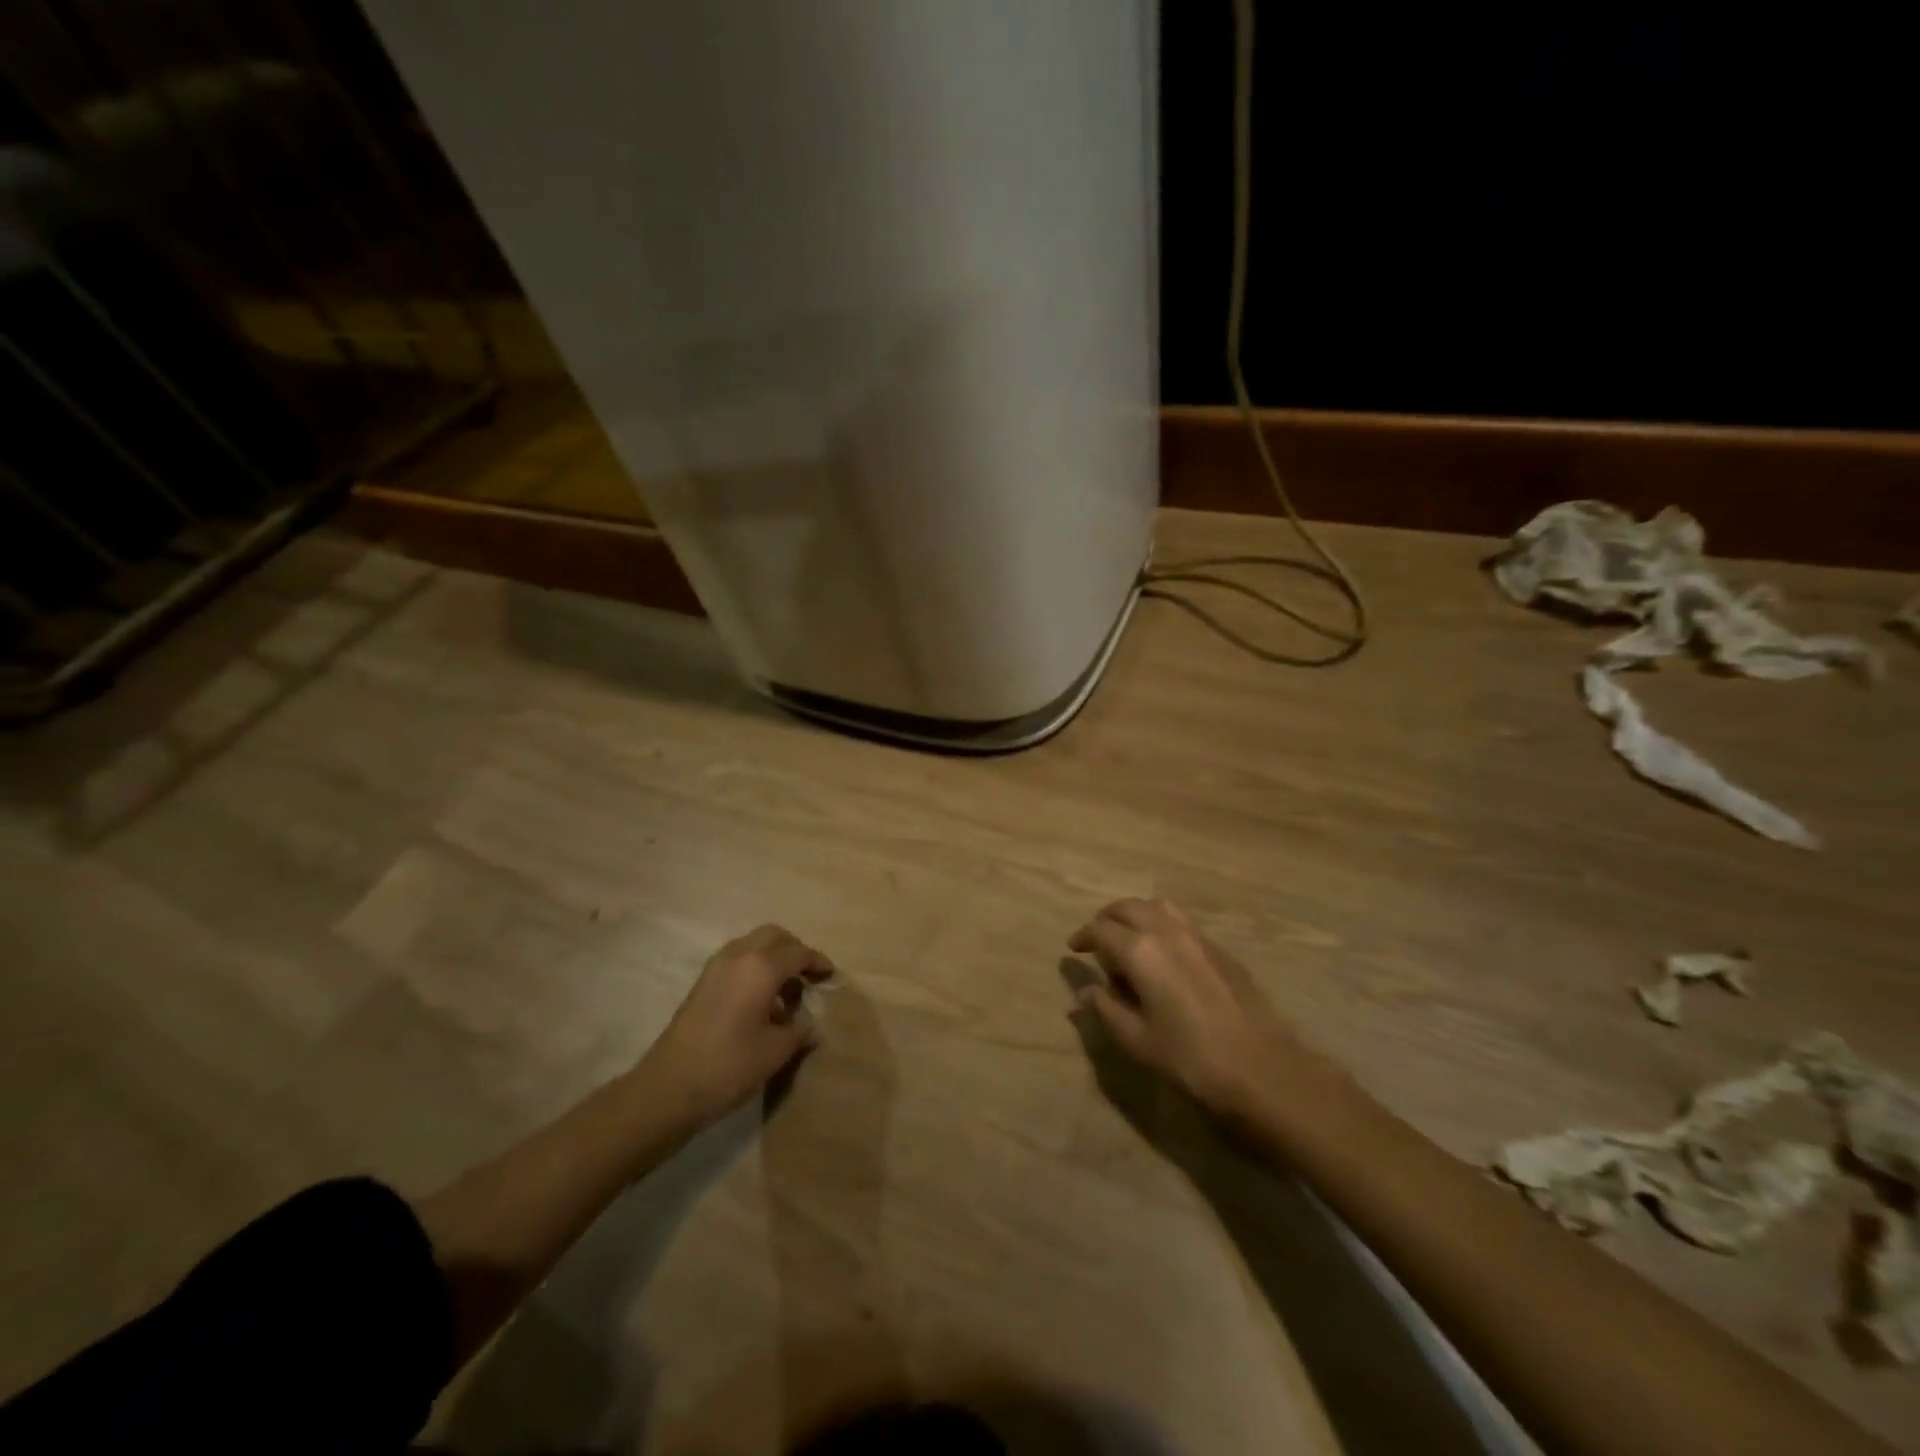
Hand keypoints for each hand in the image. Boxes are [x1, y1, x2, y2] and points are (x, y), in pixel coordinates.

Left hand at [636, 924, 834, 1129]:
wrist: (669, 1086)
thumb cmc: (730, 1065)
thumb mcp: (775, 1051)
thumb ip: (799, 1032)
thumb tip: (811, 1026)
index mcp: (762, 966)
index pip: (799, 953)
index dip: (818, 962)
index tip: (830, 976)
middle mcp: (739, 955)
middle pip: (775, 936)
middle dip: (795, 951)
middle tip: (808, 977)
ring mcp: (717, 966)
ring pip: (754, 944)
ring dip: (773, 958)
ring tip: (785, 993)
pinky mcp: (703, 981)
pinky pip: (738, 958)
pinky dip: (755, 967)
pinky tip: (760, 1001)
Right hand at [1069, 898, 1321, 1121]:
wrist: (1263, 1068)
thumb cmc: (1190, 1058)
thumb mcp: (1137, 1041)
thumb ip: (1106, 1009)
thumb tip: (1085, 991)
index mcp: (1140, 951)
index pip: (1101, 929)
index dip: (1083, 937)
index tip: (1073, 949)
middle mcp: (1167, 932)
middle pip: (1128, 907)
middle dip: (1107, 918)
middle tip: (1097, 939)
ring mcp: (1198, 937)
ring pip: (1157, 907)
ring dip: (1136, 915)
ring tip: (1129, 939)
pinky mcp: (1221, 949)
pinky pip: (1181, 923)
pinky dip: (1162, 926)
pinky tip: (1164, 956)